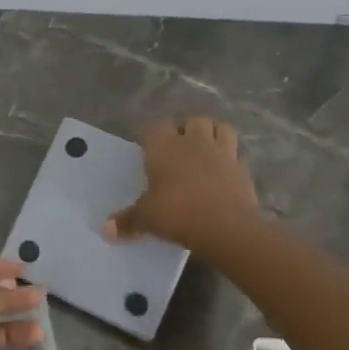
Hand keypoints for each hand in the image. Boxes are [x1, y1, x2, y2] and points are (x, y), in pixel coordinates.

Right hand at [104, 116, 259, 252]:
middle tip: (178, 147)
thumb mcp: (147, 218)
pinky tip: (224, 170)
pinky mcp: (243, 168)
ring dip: (213, 134)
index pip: (155, 126)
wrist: (226, 226)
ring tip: (205, 149)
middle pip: (192, 120)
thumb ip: (127, 221)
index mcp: (164, 147)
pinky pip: (237, 154)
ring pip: (221, 128)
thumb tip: (106, 230)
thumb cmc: (177, 213)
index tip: (147, 145)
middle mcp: (193, 142)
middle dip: (186, 129)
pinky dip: (231, 158)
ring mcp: (222, 152)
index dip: (151, 133)